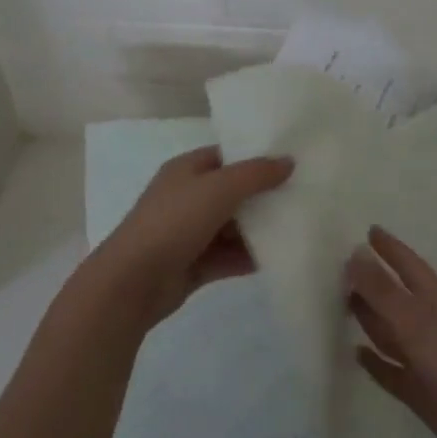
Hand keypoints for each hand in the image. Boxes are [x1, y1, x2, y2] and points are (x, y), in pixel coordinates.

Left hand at [89, 146, 292, 330]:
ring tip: (299, 226)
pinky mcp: (195, 264)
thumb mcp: (219, 188)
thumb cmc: (174, 222)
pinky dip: (250, 256)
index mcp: (187, 170)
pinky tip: (280, 257)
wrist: (133, 282)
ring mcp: (190, 233)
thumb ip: (256, 174)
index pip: (227, 156)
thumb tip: (289, 161)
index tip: (292, 161)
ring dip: (260, 229)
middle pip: (233, 192)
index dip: (257, 156)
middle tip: (303, 194)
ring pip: (233, 226)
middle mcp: (188, 197)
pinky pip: (229, 256)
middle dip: (264, 195)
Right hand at [347, 225, 436, 437]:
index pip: (408, 265)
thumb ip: (383, 290)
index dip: (390, 248)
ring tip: (343, 303)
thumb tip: (354, 253)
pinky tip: (356, 354)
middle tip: (343, 268)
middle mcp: (428, 324)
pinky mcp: (419, 390)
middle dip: (372, 282)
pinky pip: (390, 370)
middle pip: (395, 297)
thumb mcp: (415, 319)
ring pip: (390, 332)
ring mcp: (424, 358)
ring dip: (369, 318)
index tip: (370, 230)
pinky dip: (375, 362)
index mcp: (433, 300)